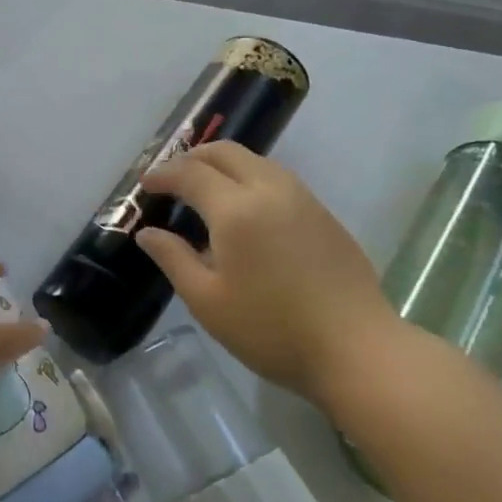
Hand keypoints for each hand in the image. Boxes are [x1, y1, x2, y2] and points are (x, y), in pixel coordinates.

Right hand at [135, 141, 398, 401]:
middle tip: (171, 178)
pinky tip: (245, 210)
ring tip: (205, 189)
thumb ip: (173, 259)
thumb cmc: (271, 329)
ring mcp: (303, 199)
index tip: (144, 185)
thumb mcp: (207, 301)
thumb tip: (147, 233)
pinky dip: (250, 178)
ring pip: (255, 160)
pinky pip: (277, 178)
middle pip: (225, 152)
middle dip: (192, 157)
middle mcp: (269, 190)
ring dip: (223, 165)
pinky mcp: (324, 214)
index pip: (190, 173)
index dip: (162, 174)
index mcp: (236, 209)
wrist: (357, 349)